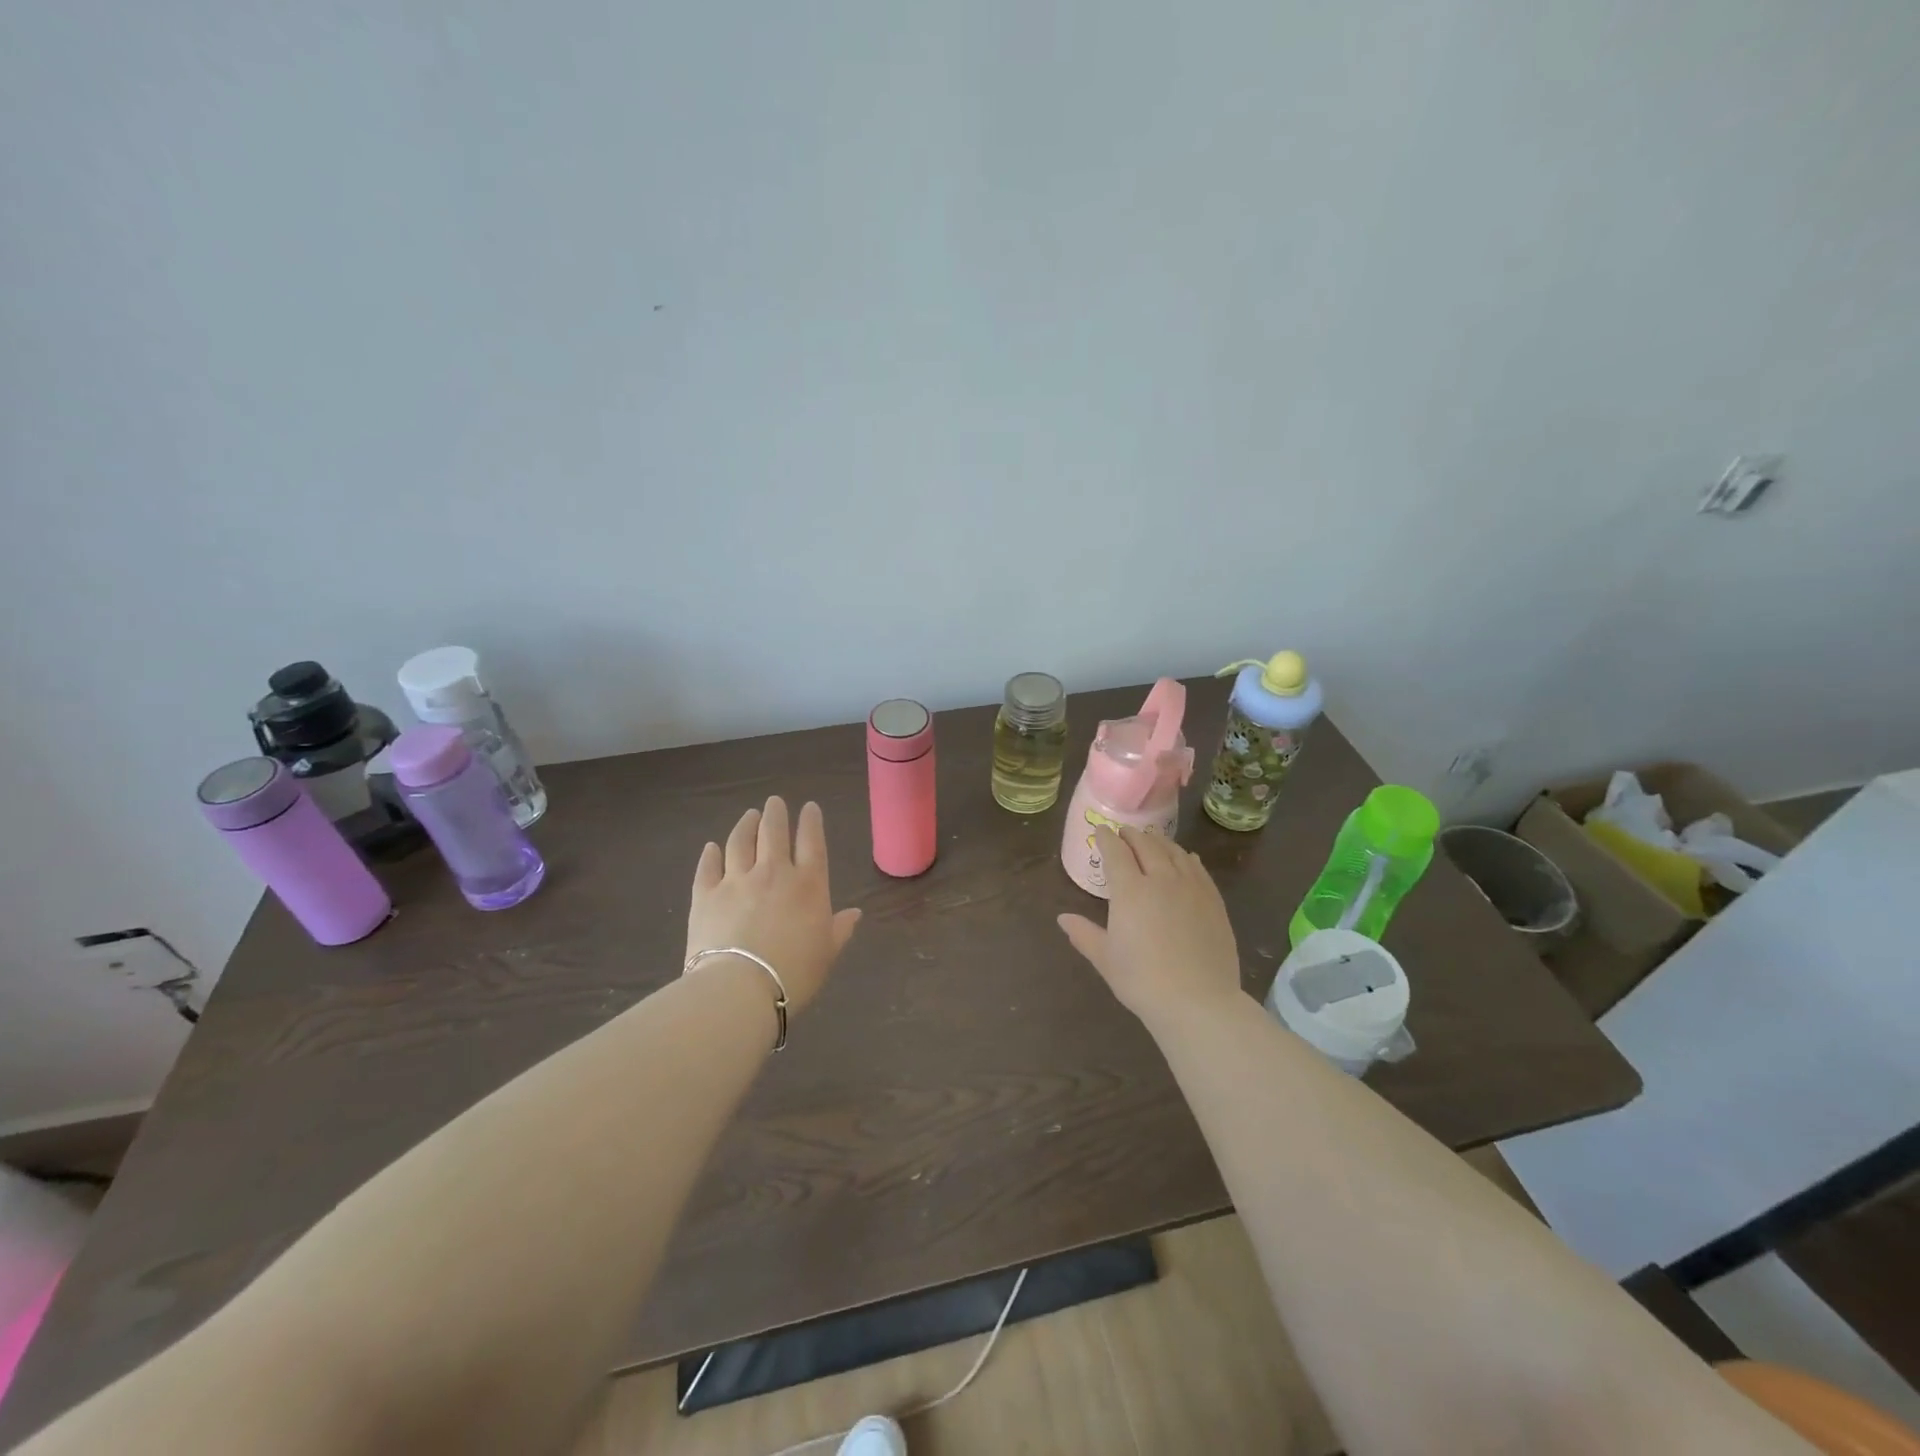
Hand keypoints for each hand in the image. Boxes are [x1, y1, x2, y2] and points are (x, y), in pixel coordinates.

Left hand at [686, 797, 861, 1013]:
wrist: (739, 989)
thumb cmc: (794, 973)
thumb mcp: (827, 953)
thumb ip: (840, 929)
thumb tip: (855, 913)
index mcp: (809, 884)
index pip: (812, 842)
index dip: (811, 822)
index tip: (809, 807)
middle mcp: (773, 872)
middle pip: (773, 832)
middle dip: (775, 813)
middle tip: (774, 802)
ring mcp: (736, 880)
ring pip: (740, 842)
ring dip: (746, 825)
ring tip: (749, 816)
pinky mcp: (705, 895)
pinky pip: (708, 866)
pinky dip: (711, 854)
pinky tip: (712, 847)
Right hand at [1058, 826, 1242, 1025]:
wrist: (1198, 1001)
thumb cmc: (1143, 981)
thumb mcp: (1106, 959)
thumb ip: (1084, 934)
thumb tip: (1062, 918)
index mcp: (1130, 890)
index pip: (1116, 853)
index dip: (1106, 839)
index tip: (1101, 831)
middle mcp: (1161, 879)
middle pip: (1146, 846)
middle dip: (1132, 836)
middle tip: (1124, 833)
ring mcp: (1191, 888)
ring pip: (1174, 852)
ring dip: (1159, 842)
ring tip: (1152, 840)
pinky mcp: (1213, 901)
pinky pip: (1198, 869)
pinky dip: (1186, 858)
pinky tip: (1186, 858)